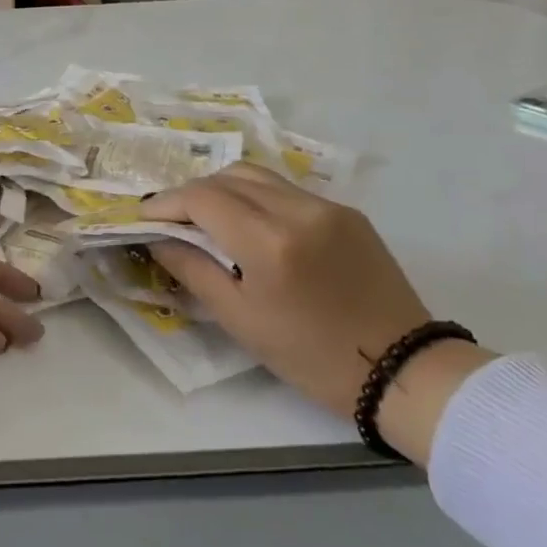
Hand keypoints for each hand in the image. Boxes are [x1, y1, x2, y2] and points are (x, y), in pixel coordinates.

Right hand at [142, 164, 493, 463]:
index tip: (144, 217)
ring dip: (223, 189)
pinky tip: (249, 224)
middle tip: (171, 218)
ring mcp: (327, 206)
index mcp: (269, 242)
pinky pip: (286, 190)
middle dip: (191, 192)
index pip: (201, 198)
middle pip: (227, 177)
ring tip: (206, 217)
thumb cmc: (310, 356)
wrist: (403, 371)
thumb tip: (157, 239)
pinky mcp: (347, 212)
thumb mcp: (239, 319)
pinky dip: (256, 197)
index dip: (166, 203)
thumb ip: (192, 269)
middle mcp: (298, 210)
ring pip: (257, 176)